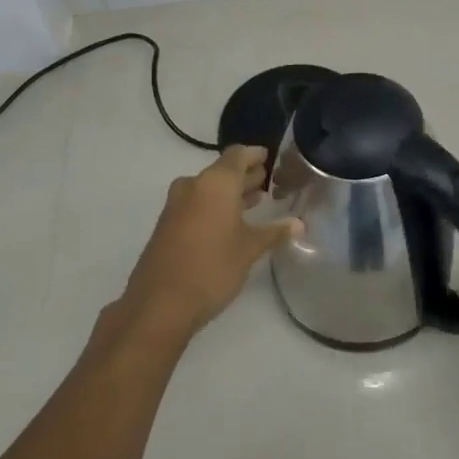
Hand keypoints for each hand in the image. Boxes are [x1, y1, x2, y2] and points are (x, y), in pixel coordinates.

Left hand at [118, 146, 301, 340]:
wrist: (159, 304)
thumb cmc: (212, 267)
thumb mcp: (250, 249)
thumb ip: (275, 232)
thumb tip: (299, 224)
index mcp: (216, 183)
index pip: (238, 154)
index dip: (255, 154)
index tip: (269, 157)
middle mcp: (193, 185)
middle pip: (223, 171)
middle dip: (245, 175)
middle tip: (267, 181)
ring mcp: (176, 205)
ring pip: (208, 189)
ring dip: (230, 193)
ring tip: (254, 201)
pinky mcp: (166, 225)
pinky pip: (196, 204)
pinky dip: (215, 206)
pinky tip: (230, 224)